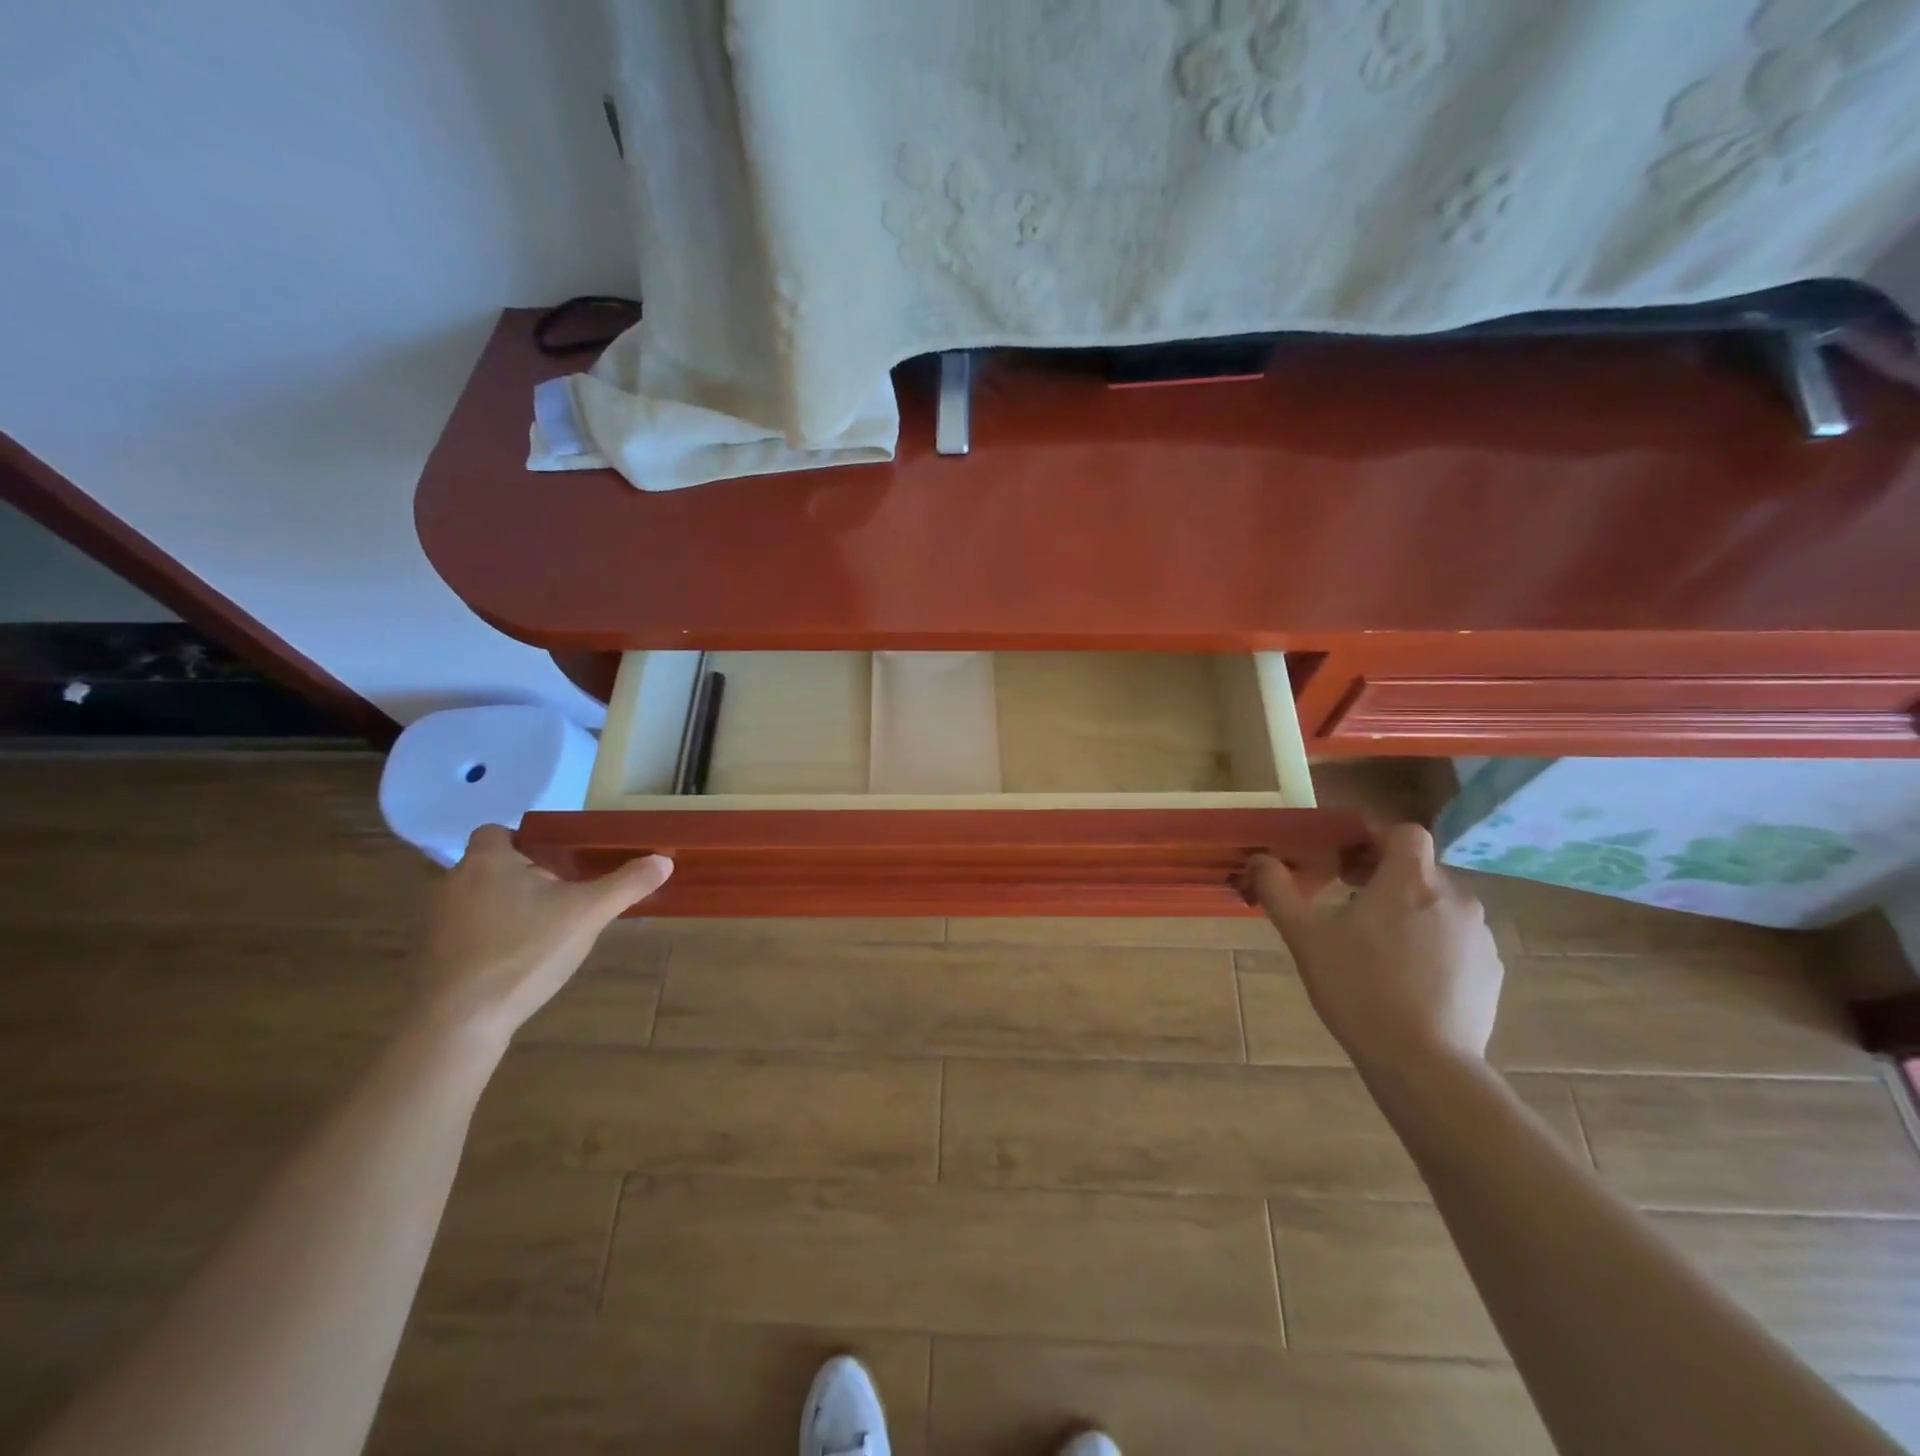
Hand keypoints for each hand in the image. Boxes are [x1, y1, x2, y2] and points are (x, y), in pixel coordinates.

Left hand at [410, 825, 671, 1044]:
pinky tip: (511, 964)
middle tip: (559, 901)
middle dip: (521, 880)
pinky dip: (483, 941)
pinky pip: (461, 935)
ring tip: (539, 935)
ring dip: (502, 911)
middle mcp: (450, 882)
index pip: (497, 832)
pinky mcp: (426, 957)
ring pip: (474, 902)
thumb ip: (626, 884)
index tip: (554, 864)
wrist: (458, 1022)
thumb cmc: (524, 951)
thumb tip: (664, 860)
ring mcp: (431, 922)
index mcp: (487, 861)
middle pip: (489, 868)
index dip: (525, 843)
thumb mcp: (587, 914)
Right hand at [1242, 824, 1503, 1072]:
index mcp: (1410, 880)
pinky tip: (1405, 974)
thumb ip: (1278, 889)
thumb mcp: (1305, 936)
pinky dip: (1431, 941)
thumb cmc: (1358, 987)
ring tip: (1374, 941)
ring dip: (1407, 908)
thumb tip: (1259, 858)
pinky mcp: (1491, 970)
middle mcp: (1454, 897)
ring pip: (1437, 903)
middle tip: (1346, 896)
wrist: (1424, 1063)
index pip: (1402, 831)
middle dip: (1382, 873)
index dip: (1372, 835)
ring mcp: (1478, 935)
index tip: (1342, 853)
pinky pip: (1455, 937)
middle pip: (1418, 867)